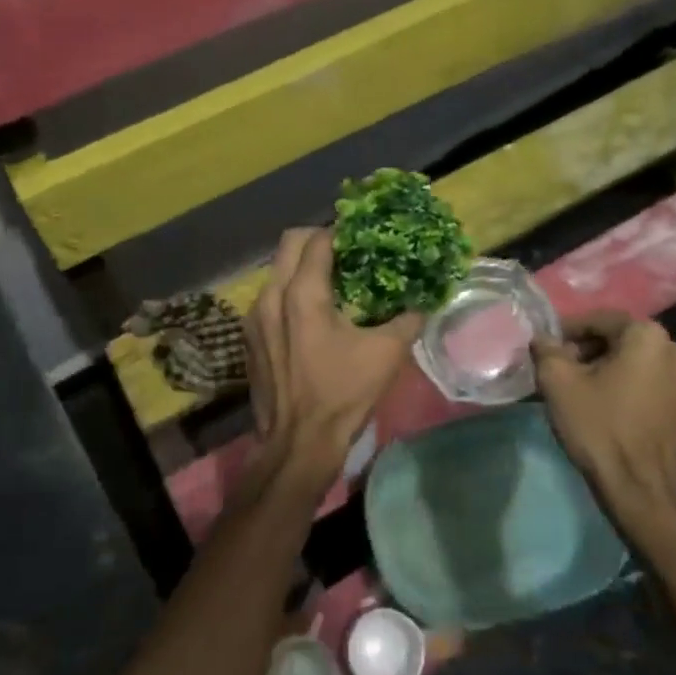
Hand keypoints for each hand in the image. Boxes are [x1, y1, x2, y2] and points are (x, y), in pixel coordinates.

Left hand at [244, 229, 423, 487]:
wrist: (298, 443)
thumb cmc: (342, 394)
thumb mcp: (386, 354)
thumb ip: (408, 318)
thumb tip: (425, 299)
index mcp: (302, 294)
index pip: (317, 239)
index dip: (342, 231)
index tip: (363, 236)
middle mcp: (271, 295)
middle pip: (290, 243)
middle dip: (317, 239)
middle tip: (346, 252)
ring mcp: (254, 316)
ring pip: (277, 270)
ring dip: (302, 266)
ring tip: (332, 281)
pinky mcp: (250, 337)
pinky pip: (269, 296)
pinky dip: (289, 291)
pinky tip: (312, 313)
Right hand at [532, 312, 675, 533]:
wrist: (639, 487)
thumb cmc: (599, 427)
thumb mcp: (558, 382)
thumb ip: (546, 350)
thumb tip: (543, 338)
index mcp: (648, 335)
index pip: (599, 319)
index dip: (568, 331)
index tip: (547, 348)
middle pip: (619, 338)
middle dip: (587, 349)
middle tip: (560, 368)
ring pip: (636, 359)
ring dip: (607, 366)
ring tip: (580, 387)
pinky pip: (650, 379)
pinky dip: (627, 382)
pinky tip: (606, 402)